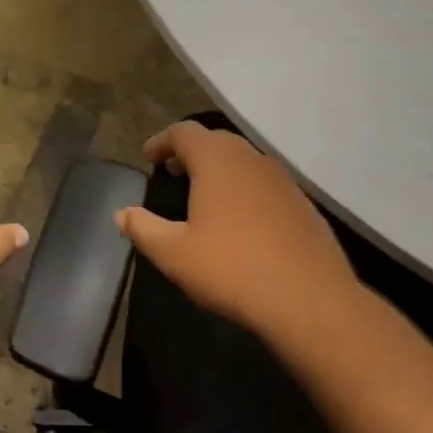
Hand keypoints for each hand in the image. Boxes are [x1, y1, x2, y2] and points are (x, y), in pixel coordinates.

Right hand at [116, 121, 361, 343]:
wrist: (310, 300)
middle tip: (173, 172)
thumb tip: (122, 214)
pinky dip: (245, 189)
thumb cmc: (232, 269)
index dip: (162, 141)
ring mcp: (282, 180)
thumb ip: (143, 228)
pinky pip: (265, 184)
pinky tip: (241, 221)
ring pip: (244, 161)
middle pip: (216, 141)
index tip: (149, 157)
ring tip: (204, 196)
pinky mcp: (303, 205)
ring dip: (220, 170)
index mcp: (216, 160)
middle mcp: (251, 159)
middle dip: (191, 152)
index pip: (184, 132)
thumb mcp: (174, 253)